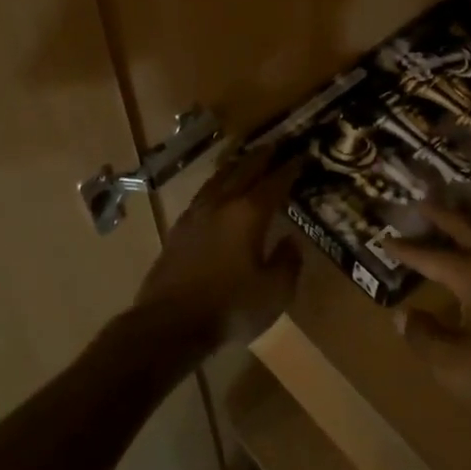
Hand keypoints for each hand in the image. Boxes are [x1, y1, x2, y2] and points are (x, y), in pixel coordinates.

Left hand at [133, 147, 303, 349]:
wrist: (168, 324)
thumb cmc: (229, 308)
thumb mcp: (274, 293)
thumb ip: (288, 263)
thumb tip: (291, 241)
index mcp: (248, 214)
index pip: (274, 182)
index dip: (290, 168)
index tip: (302, 155)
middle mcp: (221, 205)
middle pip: (243, 170)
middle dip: (262, 156)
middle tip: (275, 145)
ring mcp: (195, 215)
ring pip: (218, 178)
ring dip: (235, 166)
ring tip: (245, 159)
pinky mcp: (177, 229)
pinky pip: (202, 195)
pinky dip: (216, 185)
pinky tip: (216, 192)